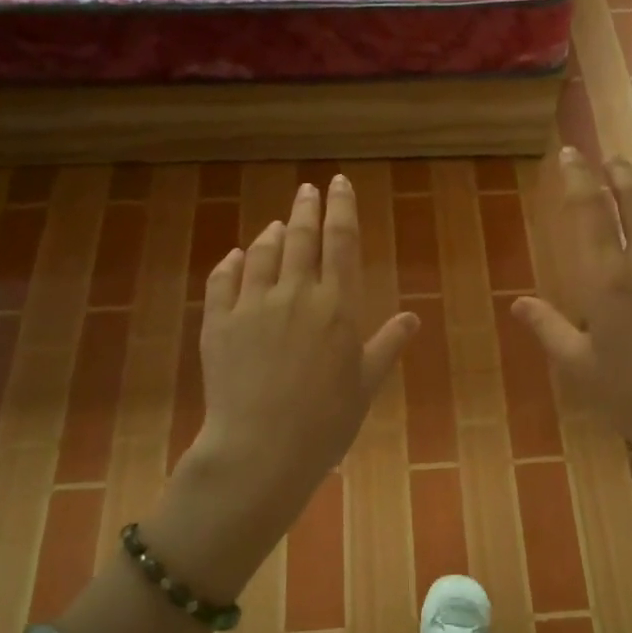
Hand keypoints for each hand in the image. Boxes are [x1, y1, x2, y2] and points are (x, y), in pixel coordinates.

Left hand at [154, 175, 418, 593]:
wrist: (261, 449)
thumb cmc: (326, 421)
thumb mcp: (366, 384)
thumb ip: (387, 344)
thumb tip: (413, 318)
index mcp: (337, 305)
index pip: (342, 241)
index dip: (342, 208)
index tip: (339, 183)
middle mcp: (296, 293)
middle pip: (302, 237)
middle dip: (307, 207)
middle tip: (309, 189)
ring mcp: (253, 305)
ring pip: (262, 253)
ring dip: (272, 234)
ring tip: (278, 225)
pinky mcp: (218, 322)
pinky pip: (223, 280)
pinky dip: (232, 263)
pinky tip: (236, 257)